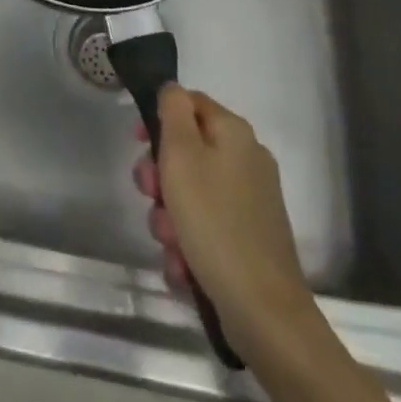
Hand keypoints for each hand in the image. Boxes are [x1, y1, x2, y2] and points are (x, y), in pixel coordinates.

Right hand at [133, 85, 313, 354]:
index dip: (159, 117)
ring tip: (169, 243)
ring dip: (170, 216)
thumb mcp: (182, 155)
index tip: (137, 142)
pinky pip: (206, 228)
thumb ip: (173, 111)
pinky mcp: (249, 240)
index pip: (190, 103)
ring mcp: (251, 203)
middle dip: (160, 176)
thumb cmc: (214, 221)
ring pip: (192, 194)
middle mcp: (247, 160)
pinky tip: (183, 265)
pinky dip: (189, 243)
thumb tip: (173, 90)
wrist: (263, 311)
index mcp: (234, 133)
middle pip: (188, 151)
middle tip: (150, 195)